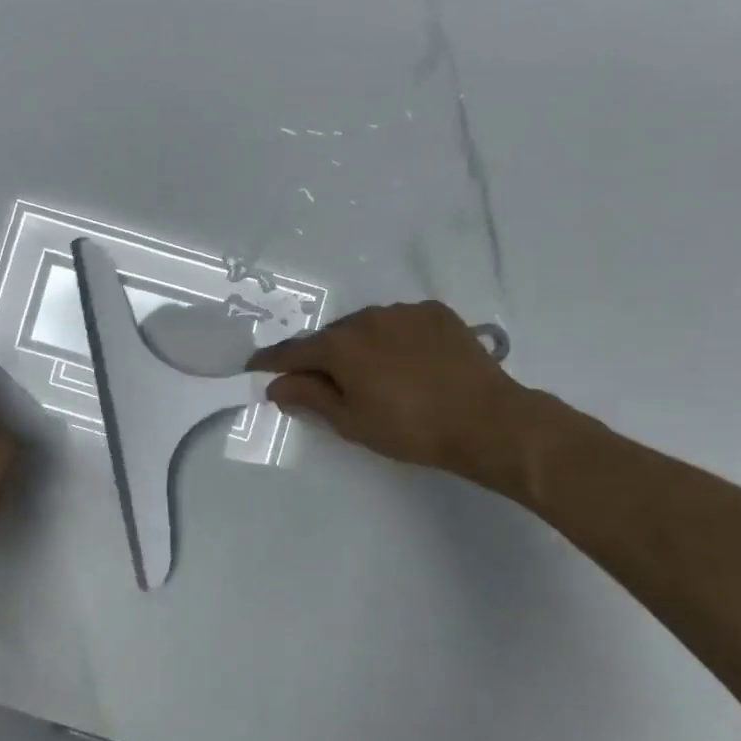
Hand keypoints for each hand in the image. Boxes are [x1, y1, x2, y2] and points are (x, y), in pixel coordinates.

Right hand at [247, 301, 538, 491]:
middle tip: (322, 383)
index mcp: (340, 345)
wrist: (486, 420)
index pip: (293, 352)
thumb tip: (276, 384)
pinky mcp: (435, 313)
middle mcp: (366, 317)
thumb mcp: (351, 421)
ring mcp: (403, 311)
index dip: (271, 362)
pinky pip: (399, 323)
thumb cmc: (410, 428)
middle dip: (320, 357)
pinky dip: (392, 340)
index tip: (254, 368)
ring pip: (365, 327)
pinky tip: (406, 362)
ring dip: (357, 346)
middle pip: (330, 337)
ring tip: (370, 374)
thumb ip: (310, 397)